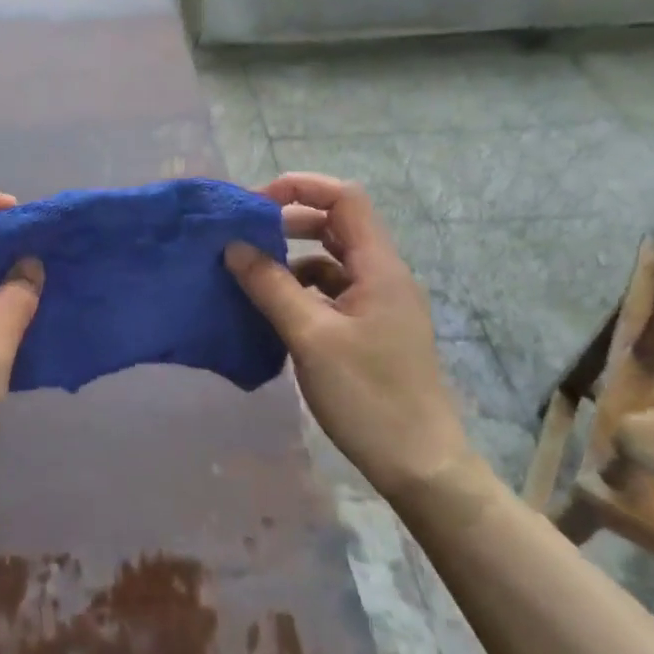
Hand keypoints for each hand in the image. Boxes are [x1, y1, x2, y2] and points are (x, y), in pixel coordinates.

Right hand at [225, 173, 471, 502]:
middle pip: (336, 225)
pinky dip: (299, 289)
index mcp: (379, 268)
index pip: (345, 199)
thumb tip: (233, 246)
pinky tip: (272, 308)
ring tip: (249, 272)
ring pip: (330, 260)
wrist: (420, 465)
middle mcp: (382, 276)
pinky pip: (329, 292)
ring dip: (290, 257)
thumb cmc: (369, 396)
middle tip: (243, 236)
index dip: (300, 188)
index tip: (253, 204)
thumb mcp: (311, 337)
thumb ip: (271, 286)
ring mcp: (377, 305)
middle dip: (288, 221)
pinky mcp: (369, 330)